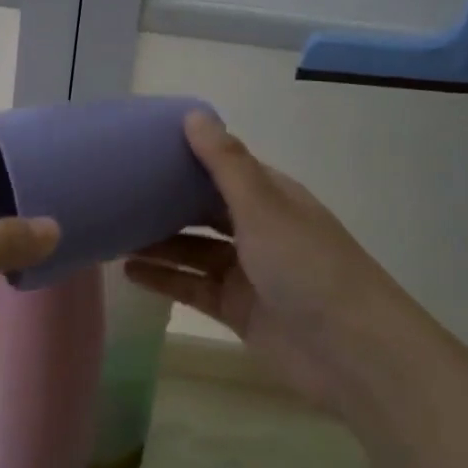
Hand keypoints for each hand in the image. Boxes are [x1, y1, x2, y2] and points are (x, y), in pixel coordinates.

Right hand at [126, 110, 396, 411]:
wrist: (353, 354)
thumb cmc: (308, 266)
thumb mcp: (263, 207)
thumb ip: (225, 163)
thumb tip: (193, 114)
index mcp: (271, 197)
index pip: (223, 167)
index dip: (187, 157)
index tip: (142, 148)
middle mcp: (259, 229)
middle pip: (204, 209)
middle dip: (167, 202)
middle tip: (118, 193)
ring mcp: (248, 272)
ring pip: (194, 250)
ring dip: (159, 243)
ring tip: (114, 232)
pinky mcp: (237, 310)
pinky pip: (192, 287)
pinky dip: (164, 279)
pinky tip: (130, 272)